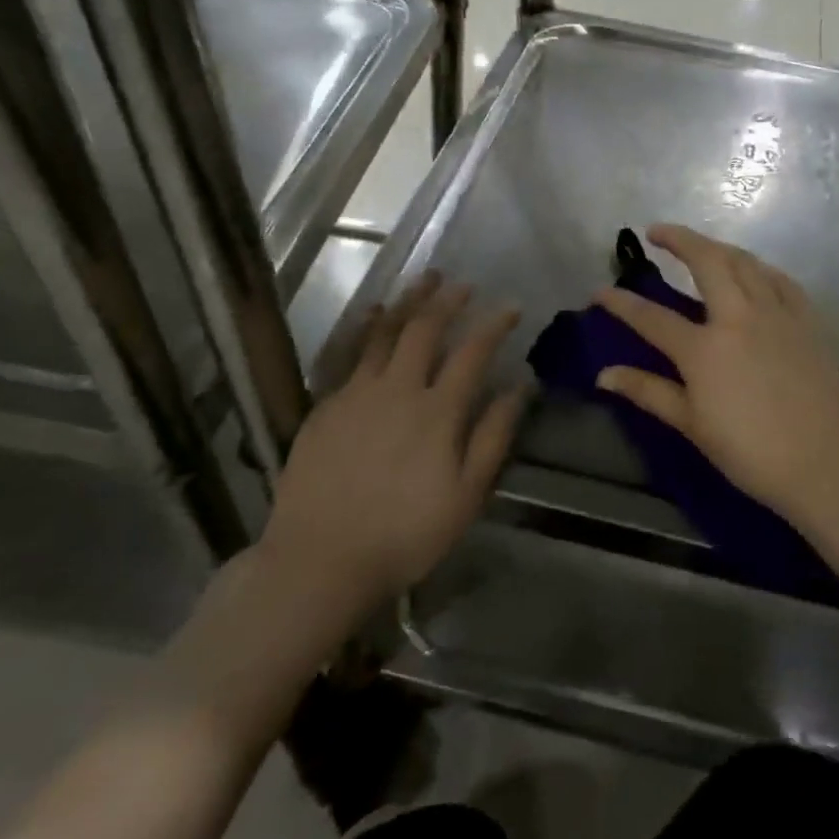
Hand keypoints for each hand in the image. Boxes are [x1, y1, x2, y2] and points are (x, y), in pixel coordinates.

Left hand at [260, 272, 526, 604]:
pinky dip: (367, 327)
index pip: (472, 353)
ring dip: (408, 301)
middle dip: (448, 300)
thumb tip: (519, 388)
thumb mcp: (465, 496)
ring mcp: (356, 393)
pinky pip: (351, 352)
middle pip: (424, 329)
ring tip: (424, 279)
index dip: (494, 325)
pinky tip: (374, 315)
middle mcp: (397, 389)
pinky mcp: (326, 404)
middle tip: (463, 284)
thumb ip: (493, 437)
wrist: (319, 558)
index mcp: (437, 412)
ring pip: (384, 331)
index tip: (510, 307)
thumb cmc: (404, 534)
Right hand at [595, 225, 838, 534]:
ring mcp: (777, 314)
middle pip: (706, 262)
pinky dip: (760, 268)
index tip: (600, 291)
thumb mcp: (692, 424)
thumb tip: (604, 375)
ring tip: (700, 246)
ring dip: (718, 247)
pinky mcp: (807, 321)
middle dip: (678, 239)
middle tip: (656, 232)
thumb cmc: (750, 452)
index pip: (652, 317)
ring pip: (745, 262)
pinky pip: (781, 280)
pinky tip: (753, 271)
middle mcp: (739, 318)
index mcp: (704, 348)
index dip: (621, 303)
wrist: (826, 464)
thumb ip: (648, 391)